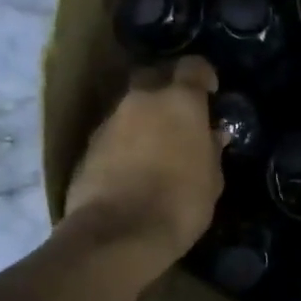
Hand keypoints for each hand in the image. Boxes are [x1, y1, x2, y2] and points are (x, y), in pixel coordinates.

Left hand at [65, 56, 224, 274]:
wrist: (117, 234)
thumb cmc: (180, 203)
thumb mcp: (211, 180)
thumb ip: (211, 150)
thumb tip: (212, 135)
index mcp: (180, 101)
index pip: (193, 66)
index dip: (203, 75)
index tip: (210, 92)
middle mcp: (142, 100)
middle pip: (153, 76)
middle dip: (166, 87)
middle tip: (179, 113)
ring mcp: (110, 121)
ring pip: (130, 106)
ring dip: (143, 118)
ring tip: (155, 144)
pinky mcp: (88, 146)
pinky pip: (113, 133)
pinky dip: (124, 141)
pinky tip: (132, 166)